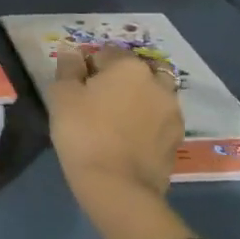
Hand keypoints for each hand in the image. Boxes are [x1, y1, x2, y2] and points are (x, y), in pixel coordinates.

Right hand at [46, 47, 191, 238]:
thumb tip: (73, 52)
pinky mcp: (178, 139)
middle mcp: (157, 83)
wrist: (117, 186)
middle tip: (99, 100)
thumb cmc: (83, 132)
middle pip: (137, 71)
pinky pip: (160, 119)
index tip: (77, 86)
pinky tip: (130, 137)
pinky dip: (147, 122)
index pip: (106, 53)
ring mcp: (173, 112)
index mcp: (129, 67)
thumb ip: (68, 68)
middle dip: (121, 79)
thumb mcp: (61, 96)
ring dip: (139, 99)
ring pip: (154, 94)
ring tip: (117, 119)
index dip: (89, 66)